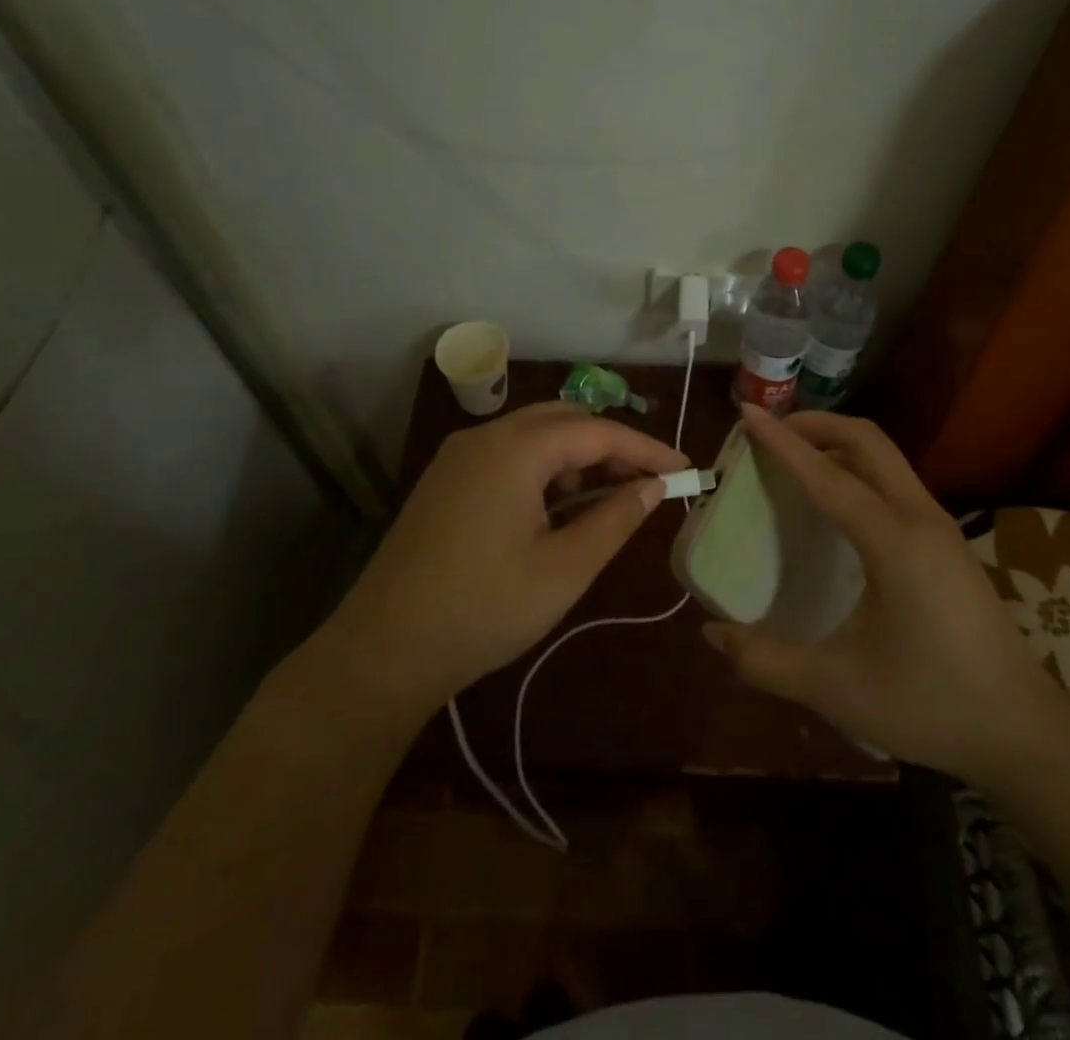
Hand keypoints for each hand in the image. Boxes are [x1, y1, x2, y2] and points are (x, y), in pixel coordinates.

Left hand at [317, 402, 688, 720]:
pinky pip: (506, 454)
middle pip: (563, 420)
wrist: (383, 649)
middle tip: (649, 481)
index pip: (597, 432)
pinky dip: (543, 468)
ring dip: (576, 456)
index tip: (685, 469)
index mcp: (514, 449)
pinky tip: (556, 505)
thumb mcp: (564, 569)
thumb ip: (614, 520)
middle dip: (611, 445)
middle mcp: (484, 436)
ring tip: (607, 496)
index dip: (646, 449)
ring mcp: (458, 456)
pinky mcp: (445, 479)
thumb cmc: (484, 609)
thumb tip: (652, 488)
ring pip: (533, 434)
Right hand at [704, 407, 1069, 779]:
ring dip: (837, 445)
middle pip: (867, 440)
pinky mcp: (946, 542)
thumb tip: (712, 634)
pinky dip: (856, 470)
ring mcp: (940, 527)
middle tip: (769, 434)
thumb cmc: (929, 704)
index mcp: (895, 543)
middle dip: (815, 425)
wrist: (1022, 732)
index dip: (782, 442)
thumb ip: (766, 661)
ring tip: (793, 461)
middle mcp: (920, 519)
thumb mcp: (836, 688)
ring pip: (885, 458)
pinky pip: (894, 482)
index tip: (746, 413)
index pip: (828, 475)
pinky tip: (832, 505)